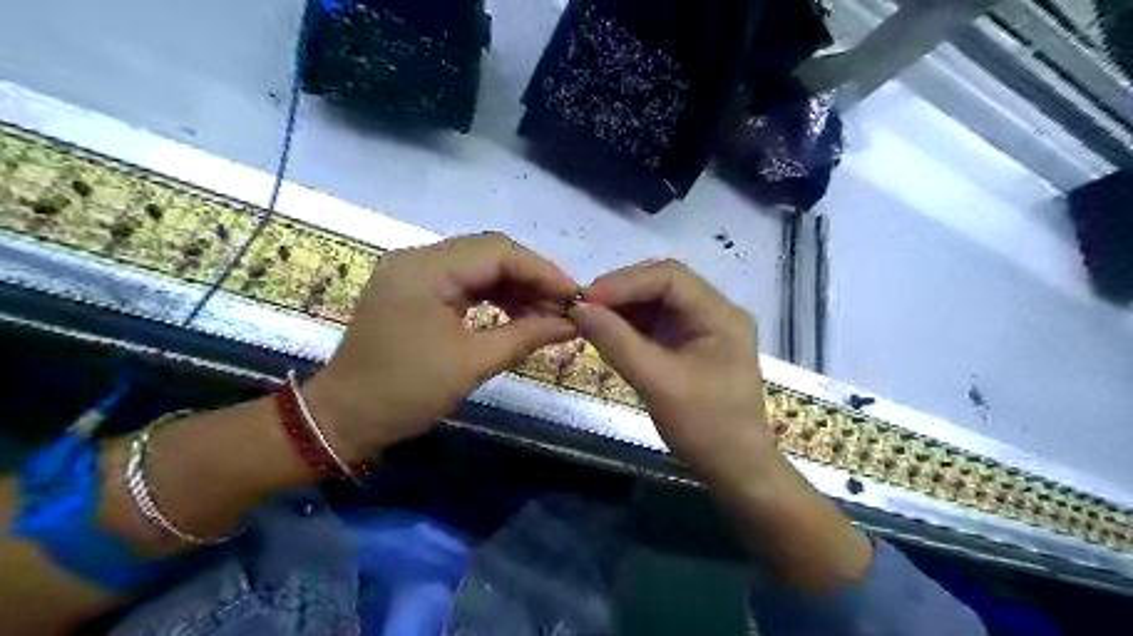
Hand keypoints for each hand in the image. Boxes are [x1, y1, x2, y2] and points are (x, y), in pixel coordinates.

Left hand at [304, 232, 577, 456]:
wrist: (343, 419)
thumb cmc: (405, 393)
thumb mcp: (472, 364)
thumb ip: (526, 336)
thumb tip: (572, 324)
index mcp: (425, 270)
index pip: (498, 252)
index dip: (543, 271)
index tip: (576, 295)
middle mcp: (417, 258)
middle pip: (490, 253)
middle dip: (532, 278)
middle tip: (565, 306)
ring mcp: (414, 272)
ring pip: (479, 267)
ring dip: (515, 287)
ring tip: (547, 314)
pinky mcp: (415, 289)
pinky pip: (464, 282)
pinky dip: (494, 296)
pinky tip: (517, 314)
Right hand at [572, 260, 775, 482]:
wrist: (735, 469)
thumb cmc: (705, 427)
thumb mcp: (658, 383)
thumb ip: (617, 342)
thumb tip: (578, 308)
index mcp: (720, 315)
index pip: (670, 277)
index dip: (625, 282)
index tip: (587, 299)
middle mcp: (715, 312)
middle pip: (663, 284)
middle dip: (622, 292)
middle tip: (584, 308)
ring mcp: (702, 328)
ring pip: (656, 302)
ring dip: (623, 308)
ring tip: (590, 319)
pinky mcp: (689, 345)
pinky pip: (656, 324)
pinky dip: (630, 326)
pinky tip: (607, 333)